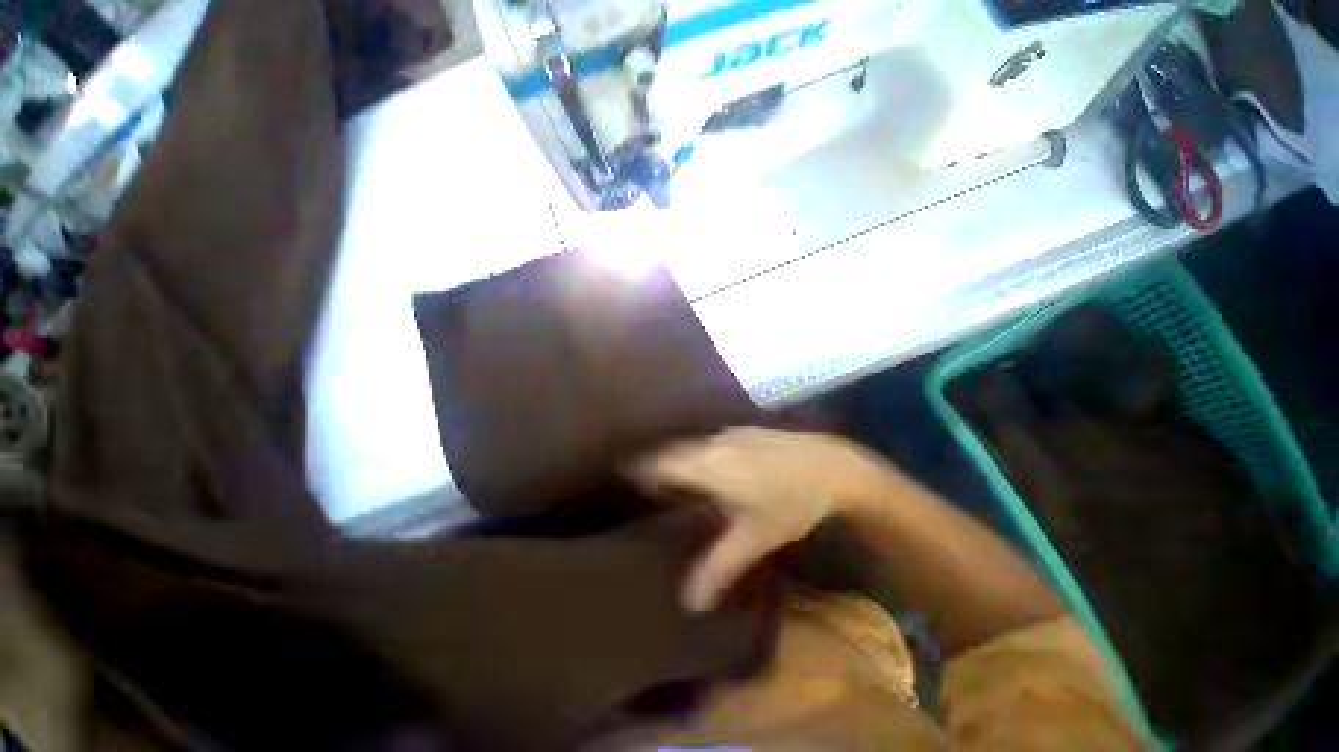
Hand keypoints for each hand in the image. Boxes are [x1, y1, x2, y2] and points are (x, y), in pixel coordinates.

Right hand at [629, 427, 900, 611]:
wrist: (831, 464)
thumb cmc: (791, 501)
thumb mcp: (755, 537)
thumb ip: (720, 566)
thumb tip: (689, 602)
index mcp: (707, 465)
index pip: (659, 462)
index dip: (639, 471)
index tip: (624, 483)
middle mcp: (711, 443)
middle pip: (671, 451)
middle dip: (655, 467)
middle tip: (646, 490)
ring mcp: (729, 432)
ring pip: (691, 444)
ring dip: (678, 459)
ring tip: (673, 482)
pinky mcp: (743, 429)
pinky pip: (708, 440)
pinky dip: (698, 454)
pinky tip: (708, 469)